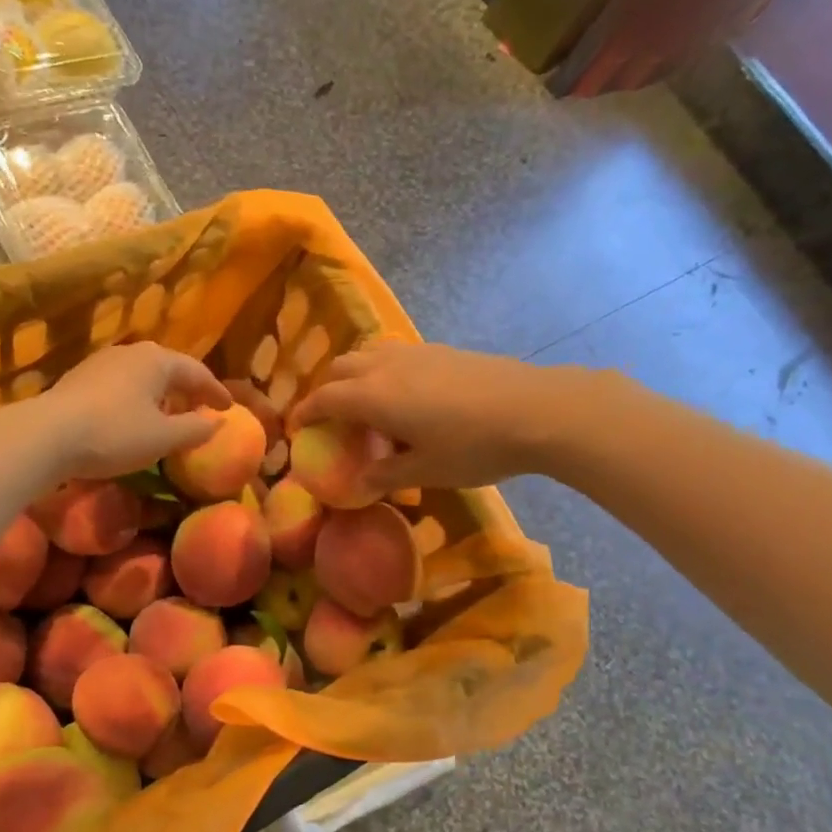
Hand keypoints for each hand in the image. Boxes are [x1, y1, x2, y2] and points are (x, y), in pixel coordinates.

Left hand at [37, 342, 231, 479]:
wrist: (47, 435)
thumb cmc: (114, 433)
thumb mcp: (163, 438)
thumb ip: (195, 429)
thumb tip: (216, 422)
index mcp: (157, 360)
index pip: (197, 372)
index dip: (216, 391)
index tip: (229, 408)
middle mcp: (131, 352)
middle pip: (168, 368)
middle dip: (187, 388)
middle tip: (201, 407)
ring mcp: (101, 362)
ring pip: (142, 375)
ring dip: (160, 393)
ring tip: (169, 413)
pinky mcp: (79, 379)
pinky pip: (120, 385)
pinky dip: (136, 398)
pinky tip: (133, 416)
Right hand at [288, 341, 561, 490]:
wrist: (535, 410)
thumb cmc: (472, 446)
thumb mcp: (426, 471)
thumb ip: (387, 474)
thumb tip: (361, 481)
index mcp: (372, 396)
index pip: (323, 399)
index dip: (305, 413)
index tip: (296, 428)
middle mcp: (384, 367)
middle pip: (339, 369)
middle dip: (325, 391)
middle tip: (328, 418)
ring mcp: (414, 353)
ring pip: (366, 355)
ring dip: (353, 376)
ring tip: (363, 403)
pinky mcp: (440, 350)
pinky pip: (393, 355)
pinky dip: (381, 371)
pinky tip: (404, 395)